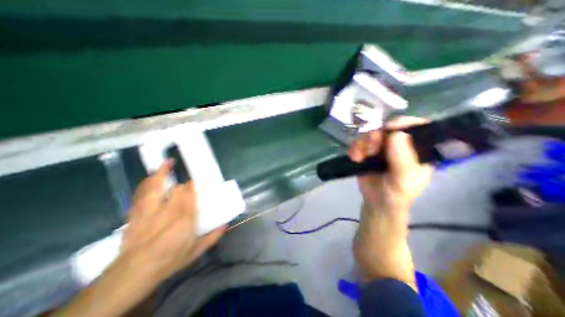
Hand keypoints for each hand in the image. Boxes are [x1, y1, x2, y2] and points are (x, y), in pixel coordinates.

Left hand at [49, 162, 222, 314]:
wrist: (133, 274)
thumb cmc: (169, 261)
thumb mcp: (196, 251)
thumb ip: (213, 236)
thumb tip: (226, 224)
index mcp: (185, 219)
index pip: (191, 195)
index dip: (194, 187)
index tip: (198, 184)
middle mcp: (168, 211)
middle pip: (177, 189)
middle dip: (185, 185)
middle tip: (189, 183)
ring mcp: (150, 211)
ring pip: (157, 186)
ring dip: (163, 173)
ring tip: (168, 162)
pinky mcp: (137, 213)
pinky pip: (142, 193)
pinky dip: (148, 183)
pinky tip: (152, 176)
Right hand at [349, 117, 432, 214]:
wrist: (376, 202)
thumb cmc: (395, 194)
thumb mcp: (403, 181)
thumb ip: (402, 160)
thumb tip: (397, 134)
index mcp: (418, 150)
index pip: (417, 127)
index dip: (404, 124)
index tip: (390, 130)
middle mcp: (400, 144)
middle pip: (389, 128)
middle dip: (377, 136)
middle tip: (370, 148)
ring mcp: (382, 147)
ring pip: (371, 134)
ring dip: (363, 144)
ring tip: (359, 157)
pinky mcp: (367, 151)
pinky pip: (359, 142)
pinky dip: (355, 149)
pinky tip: (355, 158)